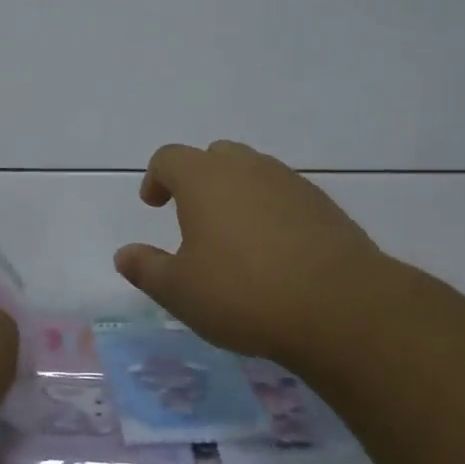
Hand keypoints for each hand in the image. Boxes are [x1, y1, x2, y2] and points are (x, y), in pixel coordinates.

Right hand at [113, 141, 404, 368]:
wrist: (340, 307)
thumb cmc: (243, 294)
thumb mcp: (180, 291)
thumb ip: (146, 269)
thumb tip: (124, 255)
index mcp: (204, 179)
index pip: (169, 158)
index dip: (156, 178)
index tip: (154, 205)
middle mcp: (247, 168)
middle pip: (214, 156)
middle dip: (198, 179)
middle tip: (193, 216)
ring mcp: (290, 183)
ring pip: (253, 172)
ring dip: (237, 193)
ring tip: (234, 236)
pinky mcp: (324, 205)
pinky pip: (285, 195)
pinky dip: (271, 211)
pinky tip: (275, 251)